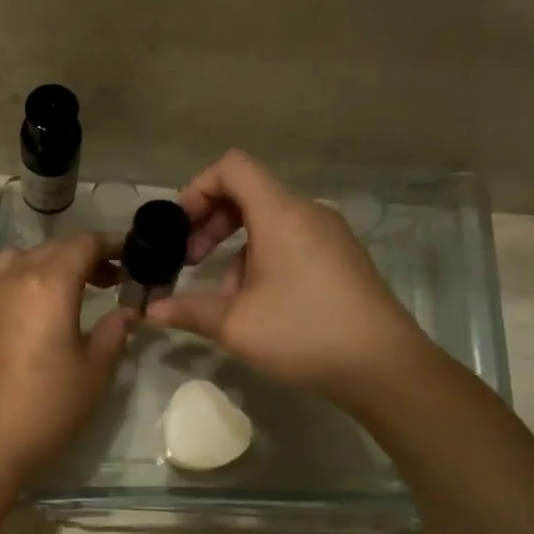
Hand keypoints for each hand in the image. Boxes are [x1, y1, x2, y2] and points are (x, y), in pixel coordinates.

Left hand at [0, 232, 133, 486]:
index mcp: (47, 285)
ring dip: (44, 268)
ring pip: (15, 263)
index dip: (111, 244)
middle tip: (108, 281)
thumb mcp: (93, 373)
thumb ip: (114, 333)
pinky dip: (18, 290)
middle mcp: (9, 280)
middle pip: (49, 250)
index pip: (82, 245)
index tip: (130, 255)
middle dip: (81, 257)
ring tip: (64, 295)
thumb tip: (124, 313)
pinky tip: (28, 324)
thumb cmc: (46, 408)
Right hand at [147, 150, 429, 401]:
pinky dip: (263, 258)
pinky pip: (291, 241)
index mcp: (280, 214)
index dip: (197, 188)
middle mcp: (307, 212)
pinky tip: (257, 304)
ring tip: (223, 295)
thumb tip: (151, 310)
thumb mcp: (235, 325)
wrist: (382, 365)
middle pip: (249, 194)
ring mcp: (329, 234)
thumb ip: (188, 310)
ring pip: (269, 222)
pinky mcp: (341, 257)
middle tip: (189, 261)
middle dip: (211, 223)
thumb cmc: (303, 333)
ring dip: (235, 248)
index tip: (179, 228)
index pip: (232, 168)